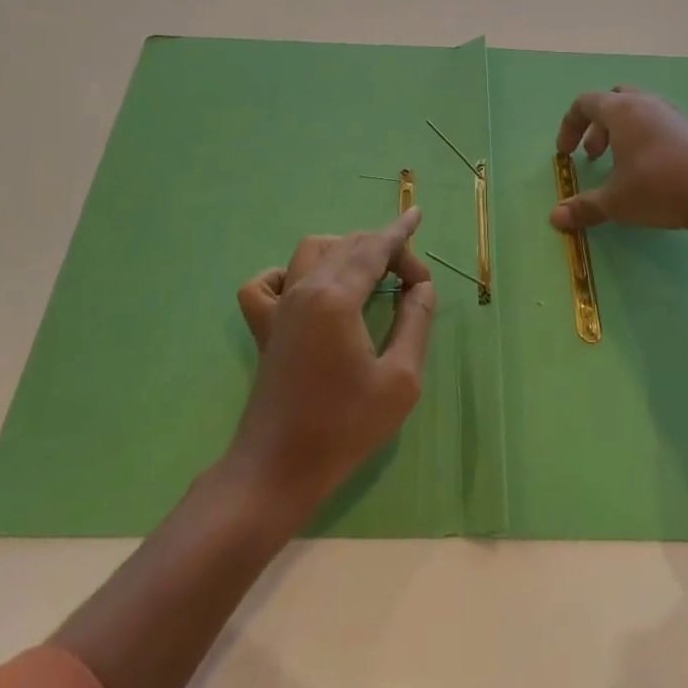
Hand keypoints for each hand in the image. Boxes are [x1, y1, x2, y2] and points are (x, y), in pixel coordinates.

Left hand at [228, 207, 435, 522]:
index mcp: (337, 297)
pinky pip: (267, 282)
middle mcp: (305, 289)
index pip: (374, 248)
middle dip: (384, 249)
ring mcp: (279, 306)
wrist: (277, 470)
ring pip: (311, 251)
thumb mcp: (400, 380)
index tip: (418, 217)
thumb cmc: (344, 428)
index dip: (400, 231)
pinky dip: (289, 272)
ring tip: (369, 272)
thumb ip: (416, 323)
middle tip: (412, 282)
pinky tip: (308, 288)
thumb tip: (421, 288)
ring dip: (344, 249)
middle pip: (348, 245)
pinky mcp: (265, 328)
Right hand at [552, 87, 687, 234]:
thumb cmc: (657, 188)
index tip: (565, 153)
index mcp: (621, 110)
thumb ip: (584, 207)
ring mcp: (673, 115)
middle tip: (594, 155)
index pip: (585, 102)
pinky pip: (659, 124)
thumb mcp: (615, 202)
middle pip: (613, 100)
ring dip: (621, 132)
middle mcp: (646, 104)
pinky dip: (644, 139)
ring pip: (638, 111)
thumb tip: (555, 218)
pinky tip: (650, 170)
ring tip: (620, 164)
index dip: (569, 125)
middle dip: (597, 126)